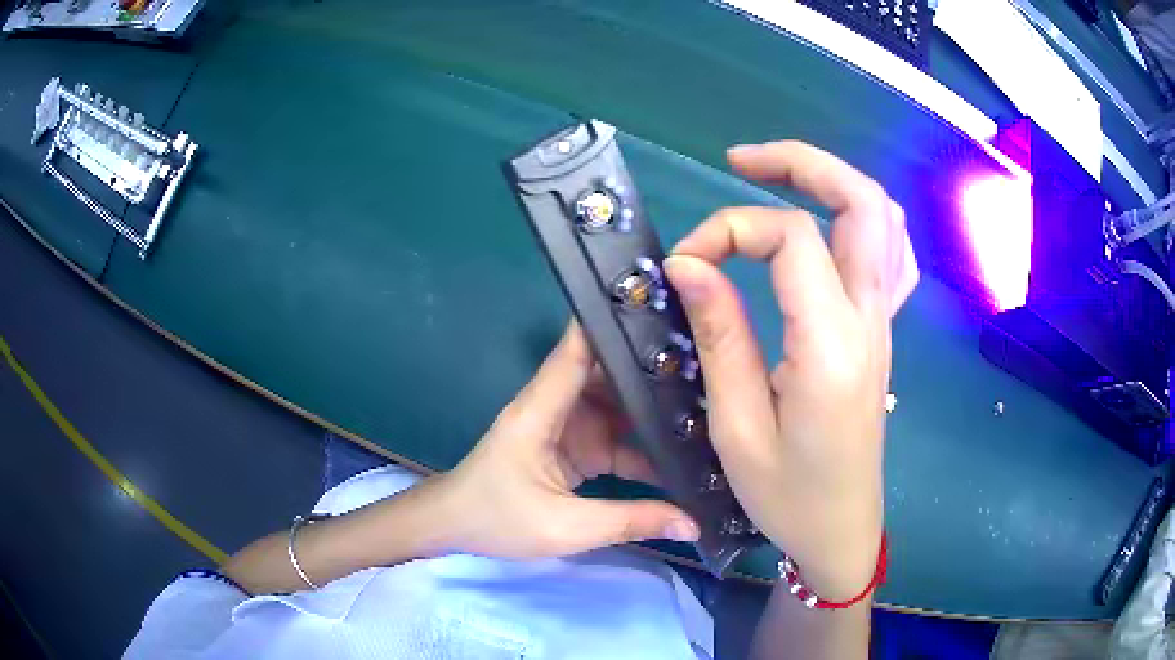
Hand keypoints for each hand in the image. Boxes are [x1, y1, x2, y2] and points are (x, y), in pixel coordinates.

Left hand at [435, 323, 699, 559]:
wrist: (455, 528)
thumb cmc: (496, 518)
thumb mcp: (566, 527)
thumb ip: (631, 521)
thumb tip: (693, 524)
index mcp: (543, 409)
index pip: (579, 350)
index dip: (615, 325)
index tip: (663, 307)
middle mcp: (558, 406)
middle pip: (611, 375)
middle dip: (656, 372)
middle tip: (712, 371)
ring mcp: (569, 426)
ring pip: (620, 406)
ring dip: (655, 409)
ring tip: (710, 408)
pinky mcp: (575, 447)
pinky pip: (617, 437)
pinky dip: (643, 444)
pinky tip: (679, 451)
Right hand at [663, 141, 917, 599]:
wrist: (842, 528)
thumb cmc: (788, 495)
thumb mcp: (736, 427)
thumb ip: (719, 335)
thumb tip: (690, 264)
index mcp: (832, 344)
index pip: (791, 238)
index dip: (728, 230)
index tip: (686, 265)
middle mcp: (869, 318)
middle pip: (860, 200)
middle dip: (800, 163)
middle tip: (740, 161)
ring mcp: (883, 321)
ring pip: (882, 218)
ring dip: (832, 181)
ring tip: (776, 178)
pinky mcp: (881, 332)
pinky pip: (892, 254)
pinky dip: (861, 219)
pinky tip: (829, 223)